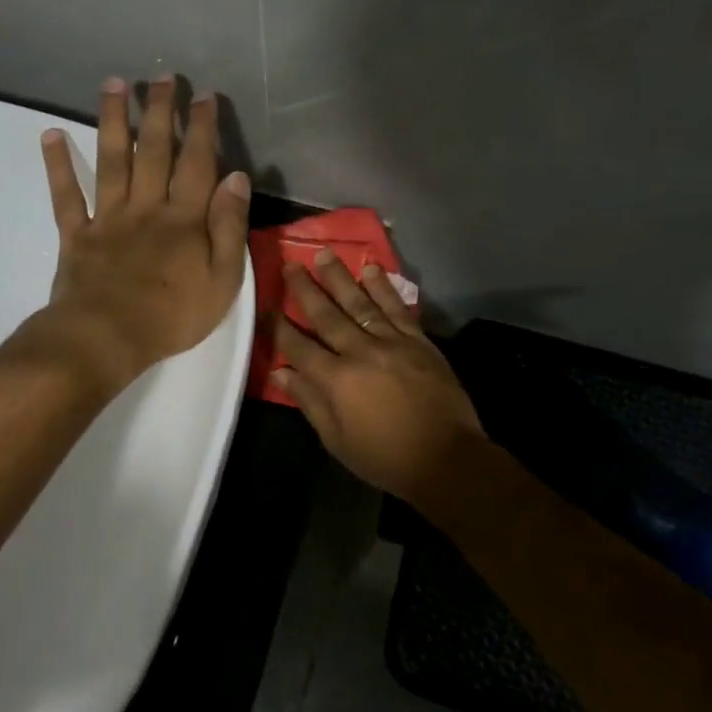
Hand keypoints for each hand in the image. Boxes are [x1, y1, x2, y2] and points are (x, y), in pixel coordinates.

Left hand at [34, 75, 251, 394]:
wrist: (107, 338)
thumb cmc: (173, 315)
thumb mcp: (222, 279)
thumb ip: (229, 226)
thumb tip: (236, 177)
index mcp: (183, 218)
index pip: (196, 163)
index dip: (201, 128)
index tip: (204, 96)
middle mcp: (145, 206)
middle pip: (154, 151)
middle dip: (160, 111)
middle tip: (162, 77)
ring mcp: (107, 218)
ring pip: (111, 160)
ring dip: (113, 120)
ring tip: (115, 84)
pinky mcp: (76, 235)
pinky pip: (66, 195)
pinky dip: (57, 165)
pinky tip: (51, 134)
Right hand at [273, 251, 486, 506]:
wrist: (446, 457)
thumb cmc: (385, 457)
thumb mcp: (337, 439)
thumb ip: (309, 402)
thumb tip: (281, 373)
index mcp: (336, 379)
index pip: (299, 346)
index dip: (279, 327)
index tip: (266, 306)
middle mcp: (360, 352)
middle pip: (327, 315)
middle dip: (305, 289)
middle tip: (291, 264)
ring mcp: (392, 342)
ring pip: (360, 303)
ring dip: (340, 278)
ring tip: (324, 254)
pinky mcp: (418, 341)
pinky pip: (397, 308)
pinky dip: (384, 287)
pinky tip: (372, 269)